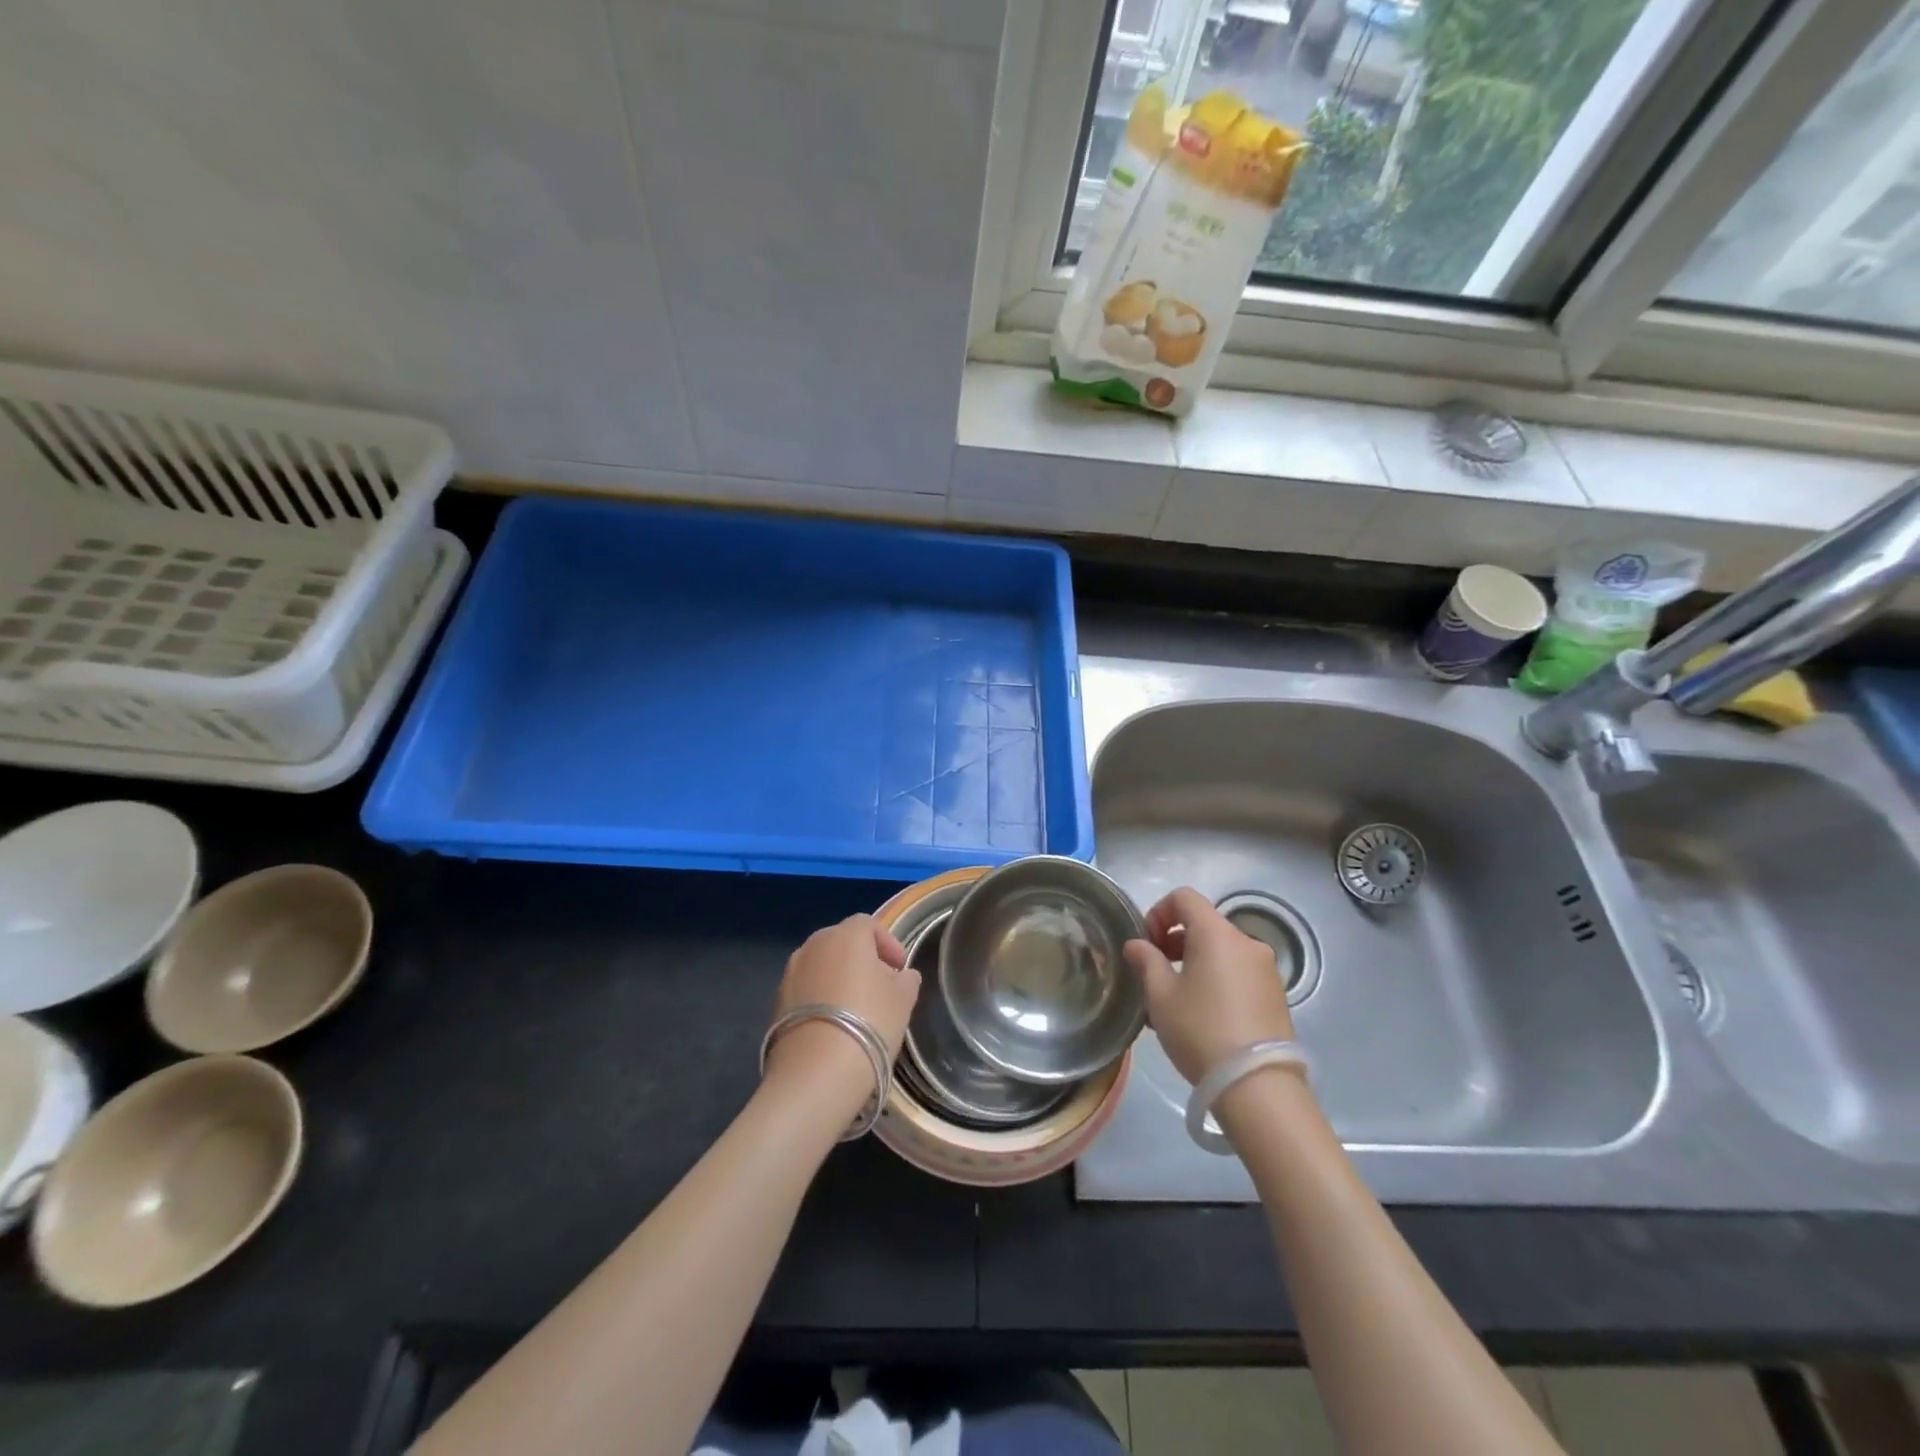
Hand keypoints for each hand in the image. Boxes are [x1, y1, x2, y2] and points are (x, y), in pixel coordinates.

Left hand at [765, 915, 919, 1093]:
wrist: (815, 1073)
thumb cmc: (869, 1023)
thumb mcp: (903, 1000)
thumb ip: (906, 980)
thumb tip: (901, 976)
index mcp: (845, 936)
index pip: (868, 925)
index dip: (888, 943)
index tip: (900, 969)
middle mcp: (813, 946)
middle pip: (842, 943)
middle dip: (862, 959)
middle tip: (880, 987)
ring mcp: (790, 973)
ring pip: (821, 966)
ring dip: (839, 978)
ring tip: (856, 1010)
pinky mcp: (776, 1002)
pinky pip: (806, 990)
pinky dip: (821, 999)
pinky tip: (833, 1026)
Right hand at [1123, 887, 1293, 1085]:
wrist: (1258, 1086)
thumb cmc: (1201, 1030)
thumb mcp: (1160, 996)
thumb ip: (1146, 962)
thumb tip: (1137, 945)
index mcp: (1216, 933)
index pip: (1184, 898)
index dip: (1158, 912)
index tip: (1146, 943)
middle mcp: (1246, 942)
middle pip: (1204, 924)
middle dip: (1174, 941)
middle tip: (1155, 972)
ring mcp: (1266, 970)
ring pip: (1221, 952)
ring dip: (1195, 963)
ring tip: (1175, 1000)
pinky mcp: (1276, 996)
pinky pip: (1238, 974)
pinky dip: (1216, 980)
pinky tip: (1202, 1016)